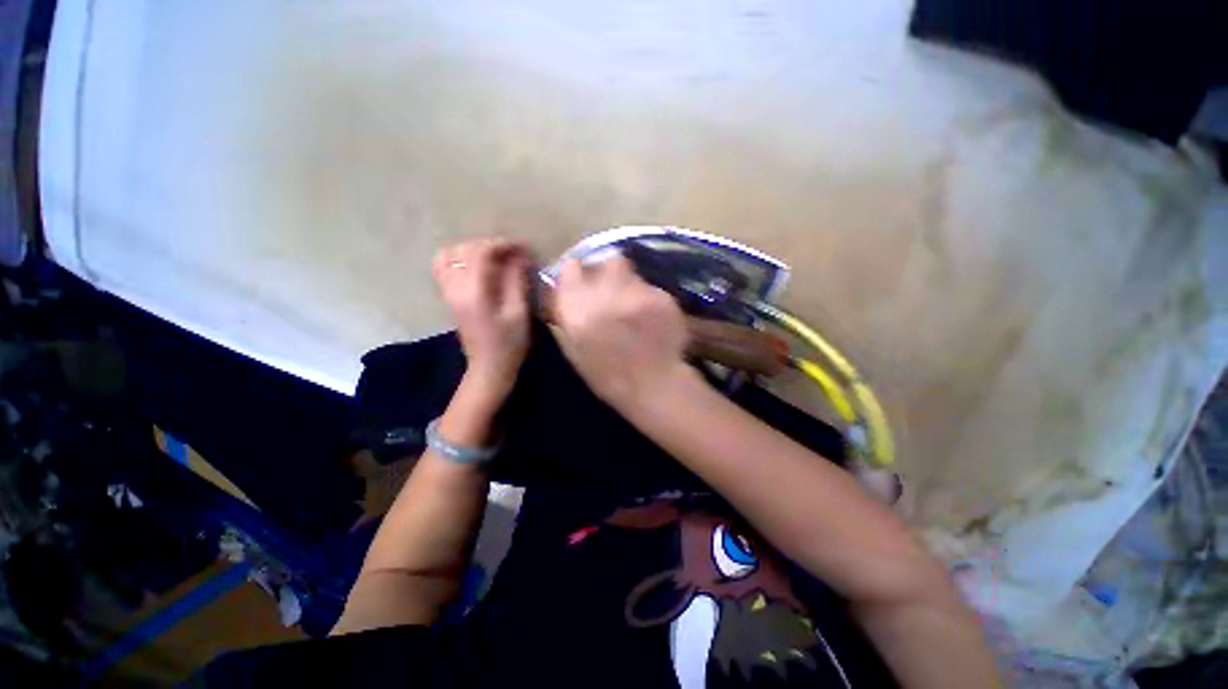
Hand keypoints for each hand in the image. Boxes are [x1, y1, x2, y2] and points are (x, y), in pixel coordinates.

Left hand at [432, 238, 531, 402]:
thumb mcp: (519, 313)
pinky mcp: (448, 296)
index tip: (522, 247)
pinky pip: (444, 266)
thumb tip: (519, 256)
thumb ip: (517, 281)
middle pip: (463, 249)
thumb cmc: (509, 343)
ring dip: (472, 250)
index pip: (480, 252)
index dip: (502, 244)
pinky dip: (460, 259)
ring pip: (448, 254)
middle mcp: (454, 287)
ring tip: (495, 258)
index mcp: (472, 292)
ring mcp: (447, 292)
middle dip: (489, 245)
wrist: (489, 367)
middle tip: (512, 254)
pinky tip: (479, 268)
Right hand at [554, 255, 692, 409]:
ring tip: (634, 305)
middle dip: (608, 273)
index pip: (571, 266)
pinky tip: (653, 318)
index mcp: (576, 305)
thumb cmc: (607, 375)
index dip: (578, 273)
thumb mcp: (574, 349)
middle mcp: (604, 290)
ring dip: (629, 283)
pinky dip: (651, 298)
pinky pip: (652, 287)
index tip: (583, 281)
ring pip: (631, 271)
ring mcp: (636, 290)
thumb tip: (565, 293)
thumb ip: (568, 315)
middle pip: (606, 261)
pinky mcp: (661, 295)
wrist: (652, 385)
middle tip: (613, 292)